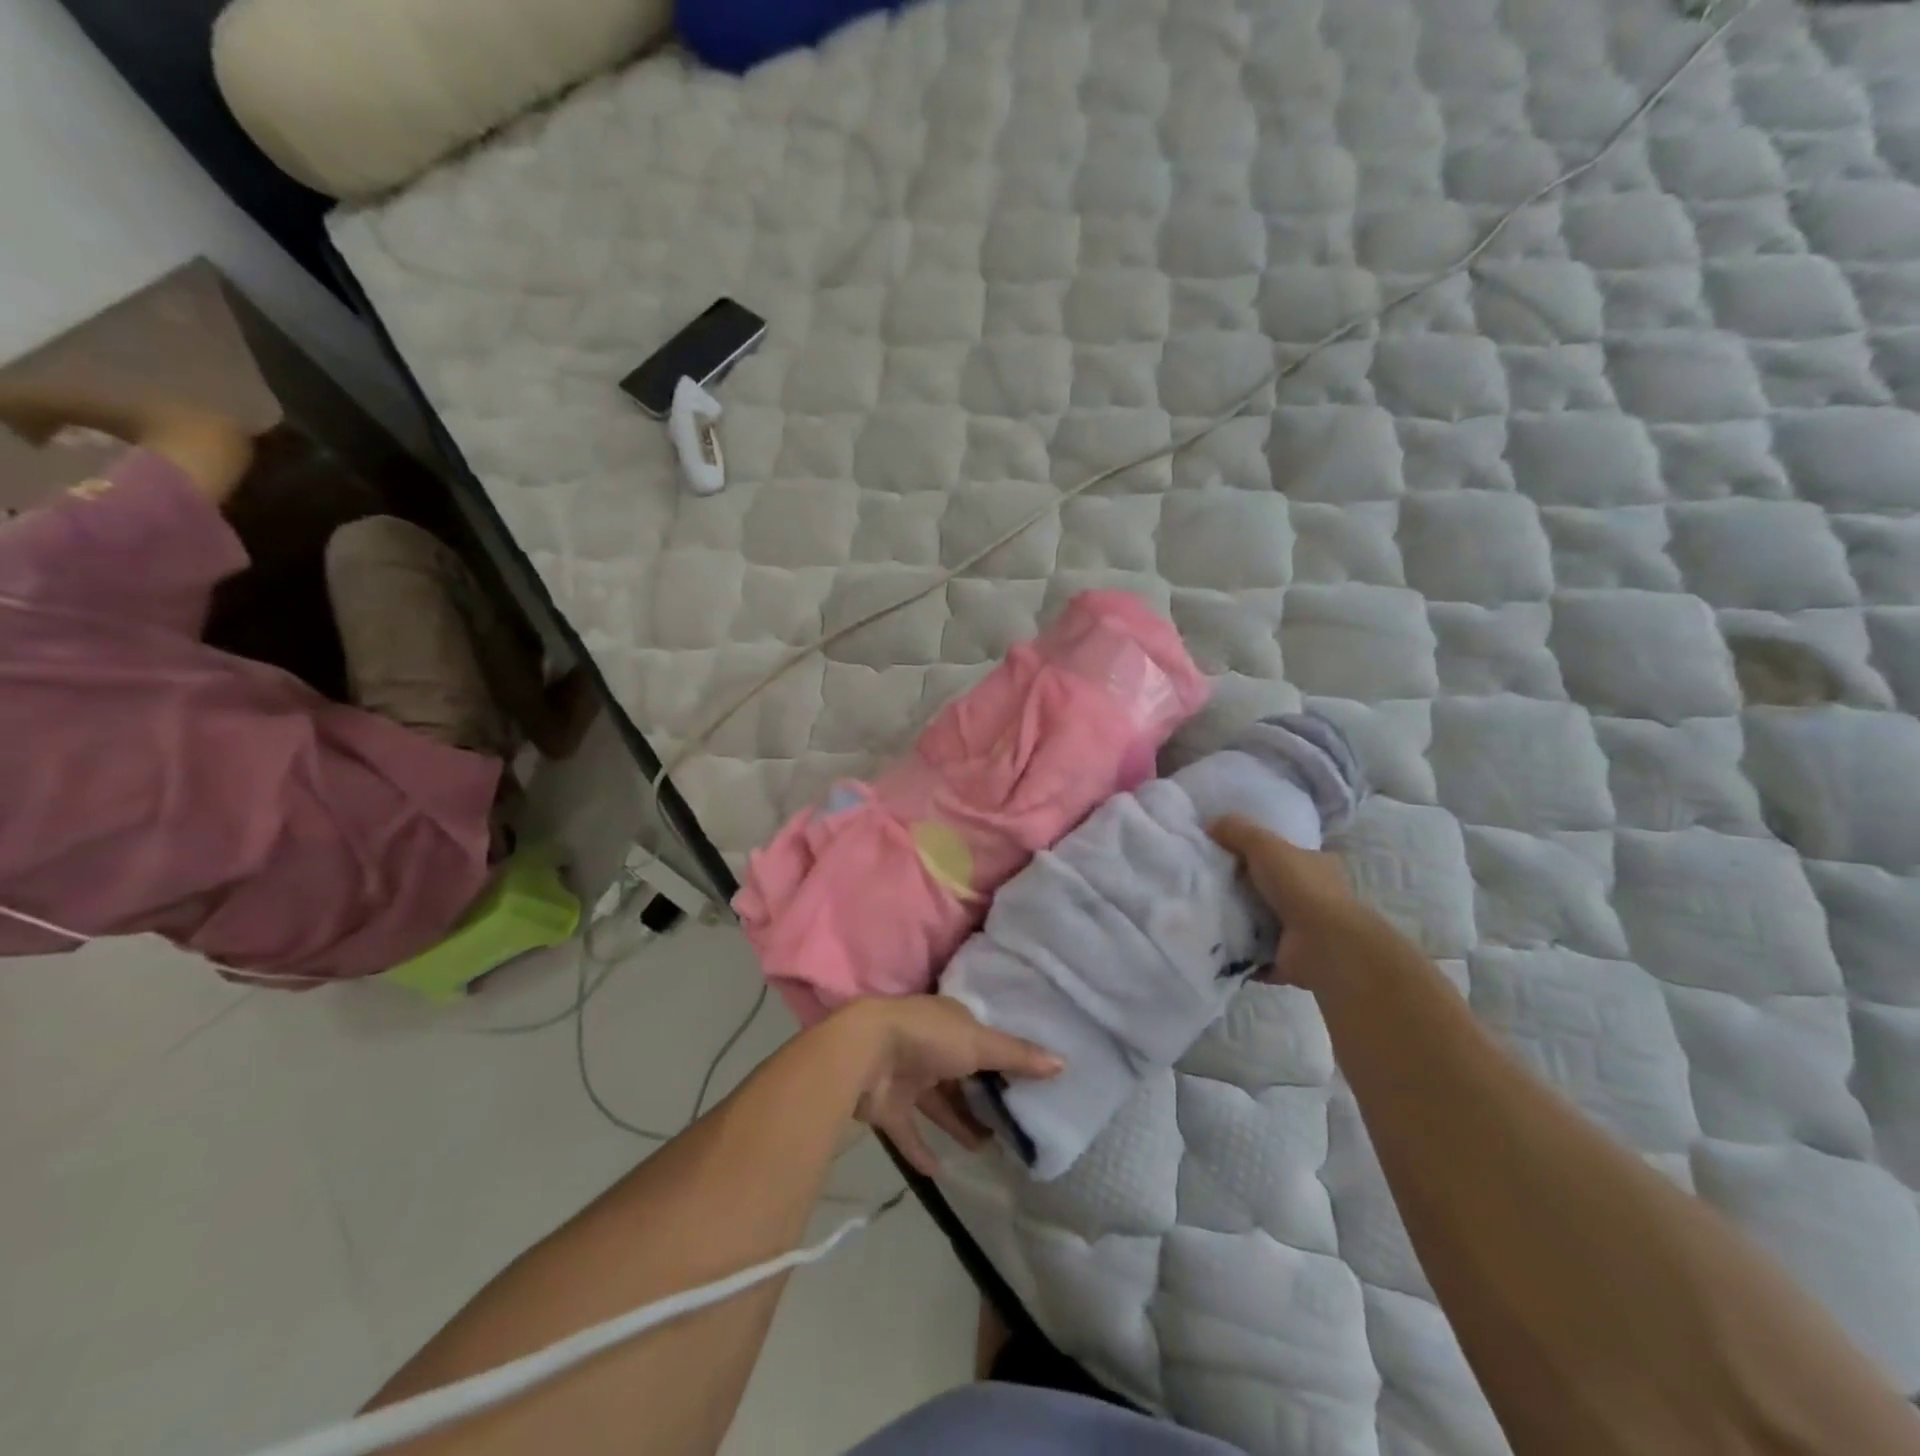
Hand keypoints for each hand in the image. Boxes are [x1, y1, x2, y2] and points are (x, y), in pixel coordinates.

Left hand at [834, 997, 1061, 1175]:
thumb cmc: (927, 1038)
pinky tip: (939, 1172)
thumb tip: (1063, 1063)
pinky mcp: (887, 1106)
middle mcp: (928, 1045)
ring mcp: (905, 1075)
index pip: (981, 1040)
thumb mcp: (979, 1043)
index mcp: (949, 1022)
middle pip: (961, 1074)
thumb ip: (1017, 1056)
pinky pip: (907, 1131)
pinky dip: (920, 1149)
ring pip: (937, 1103)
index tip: (1028, 1084)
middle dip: (982, 1097)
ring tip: (986, 1148)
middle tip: (1012, 1124)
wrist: (863, 1053)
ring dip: (958, 1123)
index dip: (1003, 1059)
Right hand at [1208, 816, 1378, 990]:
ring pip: (1263, 920)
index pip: (1284, 854)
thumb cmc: (1299, 887)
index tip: (1223, 854)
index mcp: (1316, 866)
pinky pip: (1256, 952)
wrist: (1323, 945)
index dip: (1256, 852)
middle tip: (1205, 883)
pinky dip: (1239, 950)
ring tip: (1202, 912)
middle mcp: (1314, 897)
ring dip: (1238, 920)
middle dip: (1242, 887)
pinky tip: (1214, 942)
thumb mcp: (1264, 844)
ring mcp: (1304, 931)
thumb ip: (1236, 830)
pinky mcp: (1290, 959)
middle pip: (1270, 888)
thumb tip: (1206, 822)